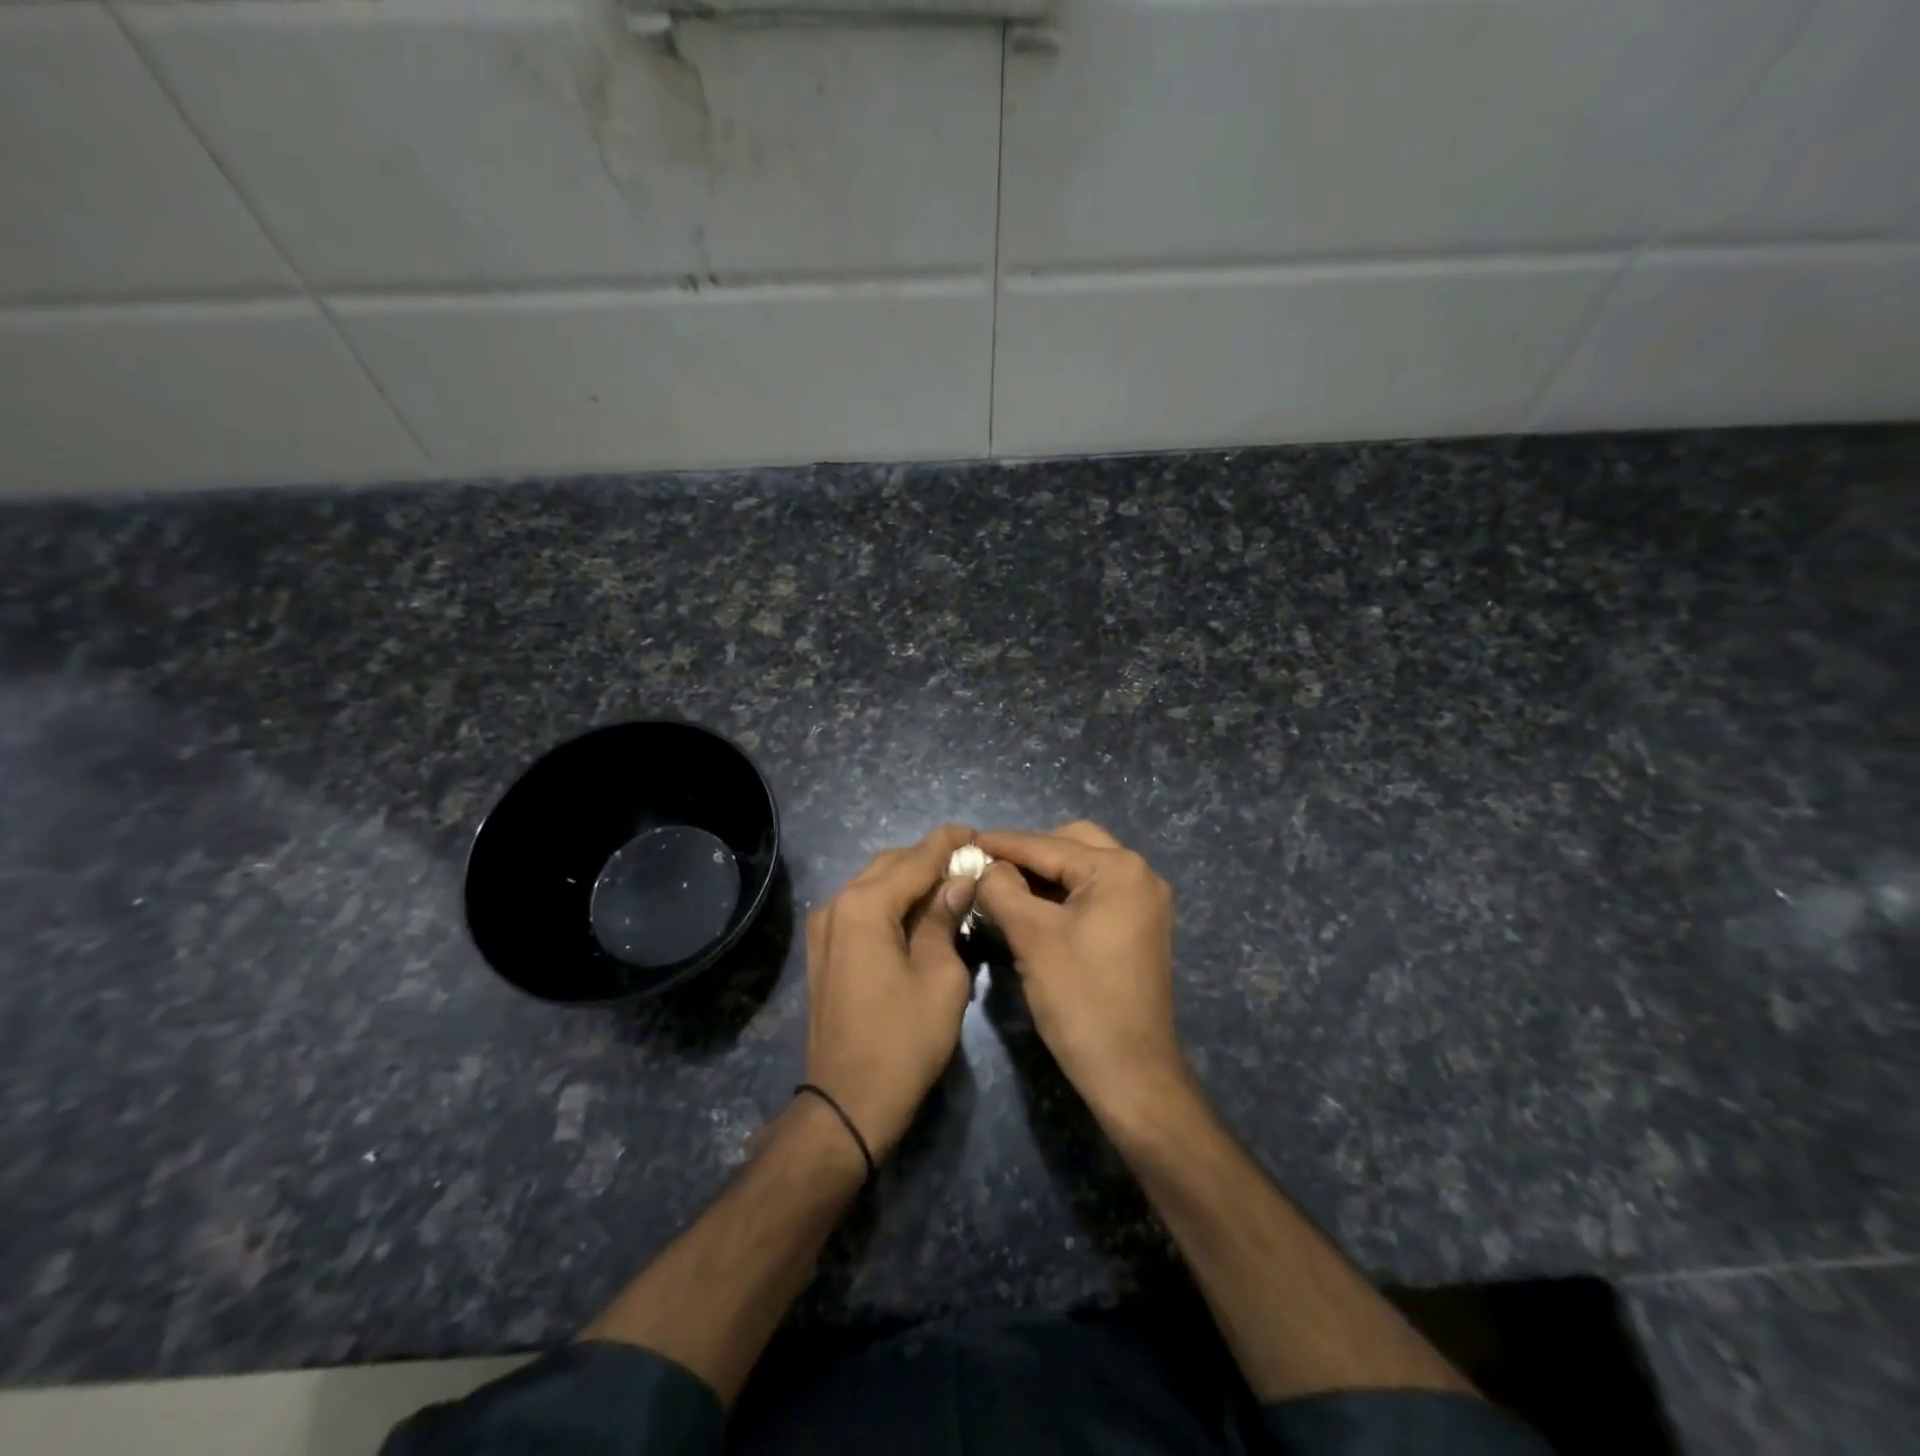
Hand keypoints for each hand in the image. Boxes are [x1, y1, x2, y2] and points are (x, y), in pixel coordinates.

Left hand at [803, 823, 978, 1159]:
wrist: (846, 1103)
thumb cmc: (903, 1041)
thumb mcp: (941, 977)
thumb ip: (946, 919)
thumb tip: (957, 881)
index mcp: (866, 905)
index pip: (916, 858)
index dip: (948, 842)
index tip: (976, 832)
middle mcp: (837, 904)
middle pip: (890, 864)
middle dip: (929, 858)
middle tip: (968, 861)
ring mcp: (824, 926)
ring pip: (872, 883)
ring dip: (908, 878)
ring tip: (947, 883)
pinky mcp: (823, 948)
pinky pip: (860, 907)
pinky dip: (890, 900)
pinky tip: (916, 912)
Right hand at [975, 822, 1187, 1123]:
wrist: (1131, 1072)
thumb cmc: (1080, 999)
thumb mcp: (1031, 937)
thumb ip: (1002, 889)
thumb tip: (985, 867)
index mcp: (1119, 869)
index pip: (1048, 844)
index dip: (1002, 843)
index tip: (964, 840)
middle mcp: (1140, 874)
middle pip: (1072, 843)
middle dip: (1029, 852)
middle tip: (988, 867)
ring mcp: (1144, 901)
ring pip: (1083, 868)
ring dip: (1045, 872)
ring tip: (1003, 885)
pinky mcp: (1139, 927)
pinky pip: (1095, 893)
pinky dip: (1063, 893)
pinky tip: (1032, 907)